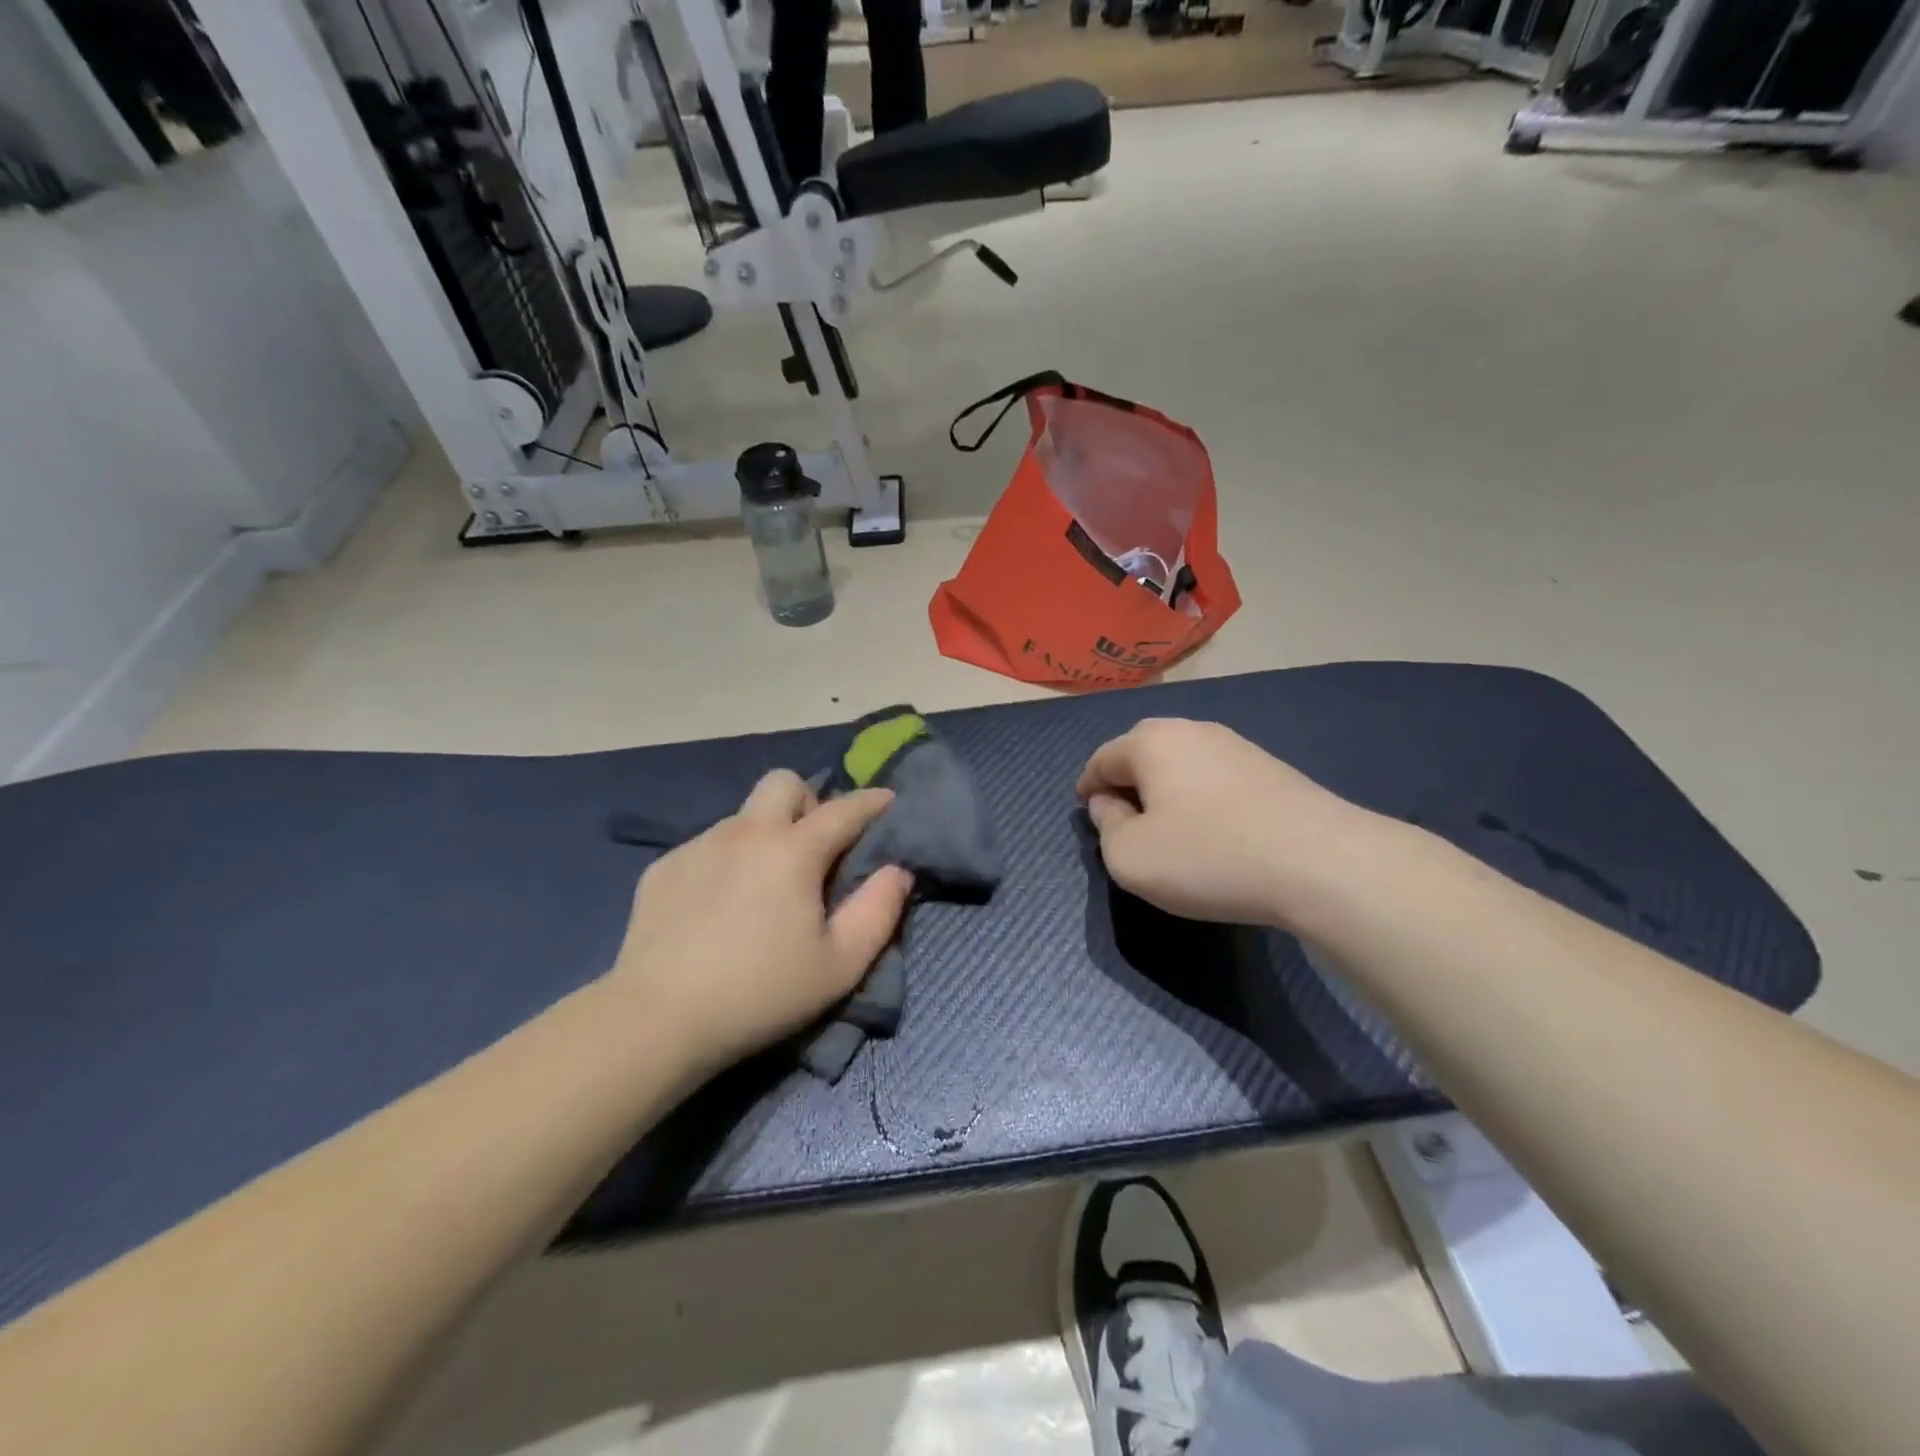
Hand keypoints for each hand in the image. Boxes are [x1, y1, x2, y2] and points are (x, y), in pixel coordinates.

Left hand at [608, 771, 912, 1073]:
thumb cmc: (762, 993)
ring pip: (743, 816)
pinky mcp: (663, 868)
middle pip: (783, 782)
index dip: (873, 802)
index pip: (845, 809)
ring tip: (762, 886)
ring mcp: (698, 845)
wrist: (658, 1019)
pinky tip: (718, 907)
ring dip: (765, 835)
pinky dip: (726, 861)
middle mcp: (746, 832)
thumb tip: (897, 871)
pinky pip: (708, 846)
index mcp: (793, 850)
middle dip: (807, 802)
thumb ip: (879, 910)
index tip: (888, 801)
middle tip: (813, 848)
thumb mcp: (841, 964)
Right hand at [1076, 718, 1359, 928]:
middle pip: (1143, 751)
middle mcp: (1192, 730)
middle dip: (1126, 780)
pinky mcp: (1270, 768)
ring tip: (1166, 824)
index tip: (1086, 811)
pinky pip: (1215, 777)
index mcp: (1152, 742)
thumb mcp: (1131, 858)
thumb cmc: (1209, 856)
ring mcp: (1237, 745)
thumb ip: (1107, 828)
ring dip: (1166, 788)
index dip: (1088, 786)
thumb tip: (1110, 804)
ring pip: (1182, 763)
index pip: (1102, 759)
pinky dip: (1199, 797)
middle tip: (1122, 817)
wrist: (1321, 862)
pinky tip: (1210, 827)